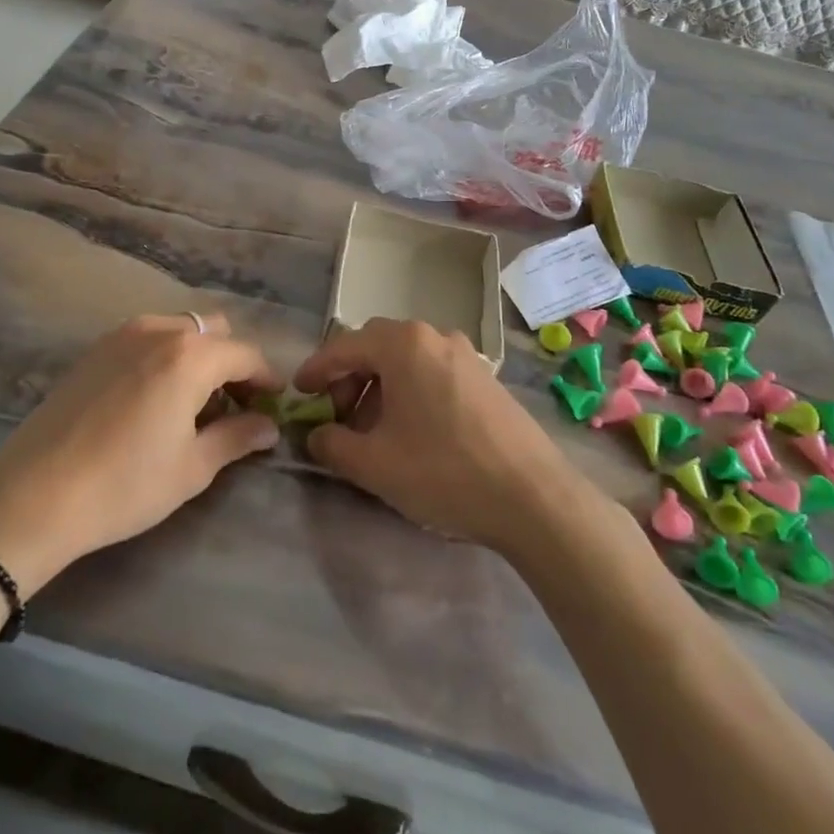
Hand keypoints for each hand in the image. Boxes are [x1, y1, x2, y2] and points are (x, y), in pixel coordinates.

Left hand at [0, 315, 280, 592]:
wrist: (33, 496)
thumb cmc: (124, 485)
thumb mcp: (192, 467)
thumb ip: (236, 437)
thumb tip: (268, 426)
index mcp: (190, 356)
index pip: (245, 354)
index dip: (266, 378)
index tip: (274, 404)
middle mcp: (159, 331)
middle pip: (213, 331)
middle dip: (232, 362)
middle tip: (234, 405)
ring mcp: (121, 336)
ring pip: (179, 330)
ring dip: (198, 357)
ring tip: (193, 404)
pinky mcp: (94, 350)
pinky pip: (146, 339)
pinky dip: (165, 357)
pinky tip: (155, 400)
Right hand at [293, 318, 582, 552]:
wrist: (534, 497)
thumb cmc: (444, 471)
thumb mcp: (374, 464)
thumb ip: (332, 444)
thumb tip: (316, 435)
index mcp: (404, 344)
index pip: (344, 346)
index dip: (316, 369)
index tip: (300, 393)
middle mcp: (435, 336)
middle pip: (376, 347)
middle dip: (349, 378)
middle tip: (337, 415)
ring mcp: (466, 355)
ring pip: (407, 360)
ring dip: (380, 386)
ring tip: (373, 429)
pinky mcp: (486, 378)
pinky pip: (433, 372)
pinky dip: (410, 391)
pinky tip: (411, 431)